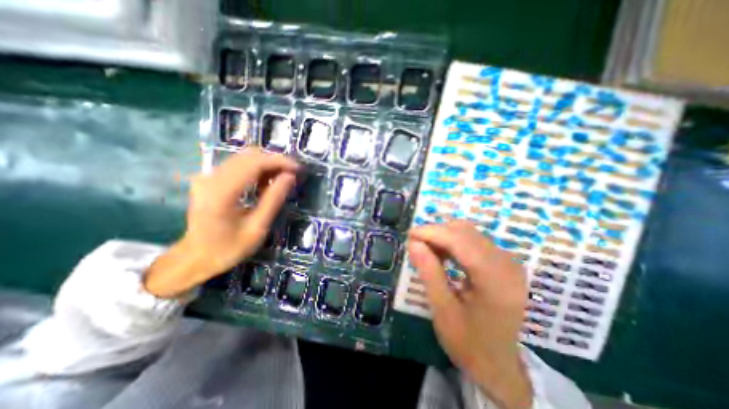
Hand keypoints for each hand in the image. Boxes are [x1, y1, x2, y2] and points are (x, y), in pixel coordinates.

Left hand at [144, 148, 297, 296]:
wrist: (195, 258)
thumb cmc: (229, 248)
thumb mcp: (258, 227)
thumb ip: (274, 199)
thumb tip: (290, 176)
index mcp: (222, 192)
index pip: (254, 163)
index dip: (279, 161)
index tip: (298, 168)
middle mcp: (211, 178)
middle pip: (249, 156)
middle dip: (275, 161)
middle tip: (292, 174)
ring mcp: (208, 177)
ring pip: (244, 158)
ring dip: (267, 164)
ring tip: (282, 179)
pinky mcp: (210, 179)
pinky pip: (238, 165)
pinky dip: (256, 169)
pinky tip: (265, 182)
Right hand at [408, 221, 532, 408]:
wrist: (499, 366)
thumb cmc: (469, 343)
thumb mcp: (443, 310)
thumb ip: (429, 272)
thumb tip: (413, 242)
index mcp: (496, 280)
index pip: (460, 241)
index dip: (432, 232)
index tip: (410, 235)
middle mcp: (507, 264)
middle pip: (465, 232)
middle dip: (436, 233)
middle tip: (416, 245)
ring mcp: (508, 262)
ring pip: (469, 233)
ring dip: (444, 237)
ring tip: (427, 251)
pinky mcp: (503, 263)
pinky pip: (474, 241)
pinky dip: (453, 242)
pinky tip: (442, 254)